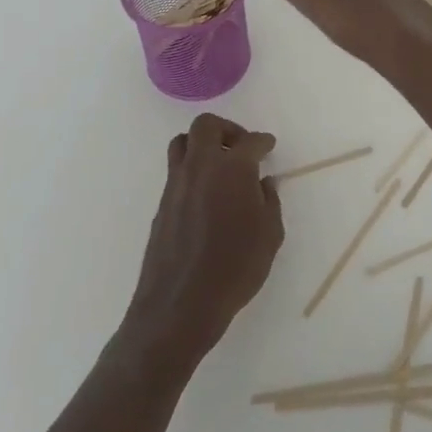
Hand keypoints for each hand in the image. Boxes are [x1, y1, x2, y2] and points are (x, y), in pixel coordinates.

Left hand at [122, 114, 284, 369]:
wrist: (180, 304)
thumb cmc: (234, 269)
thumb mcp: (269, 236)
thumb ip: (269, 203)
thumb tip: (263, 184)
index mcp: (232, 169)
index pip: (250, 141)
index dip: (262, 141)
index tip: (268, 145)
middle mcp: (200, 166)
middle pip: (206, 126)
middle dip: (227, 130)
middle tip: (241, 147)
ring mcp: (176, 184)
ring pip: (183, 144)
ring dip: (202, 145)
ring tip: (219, 166)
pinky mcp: (162, 204)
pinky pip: (176, 172)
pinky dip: (192, 171)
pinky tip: (206, 196)